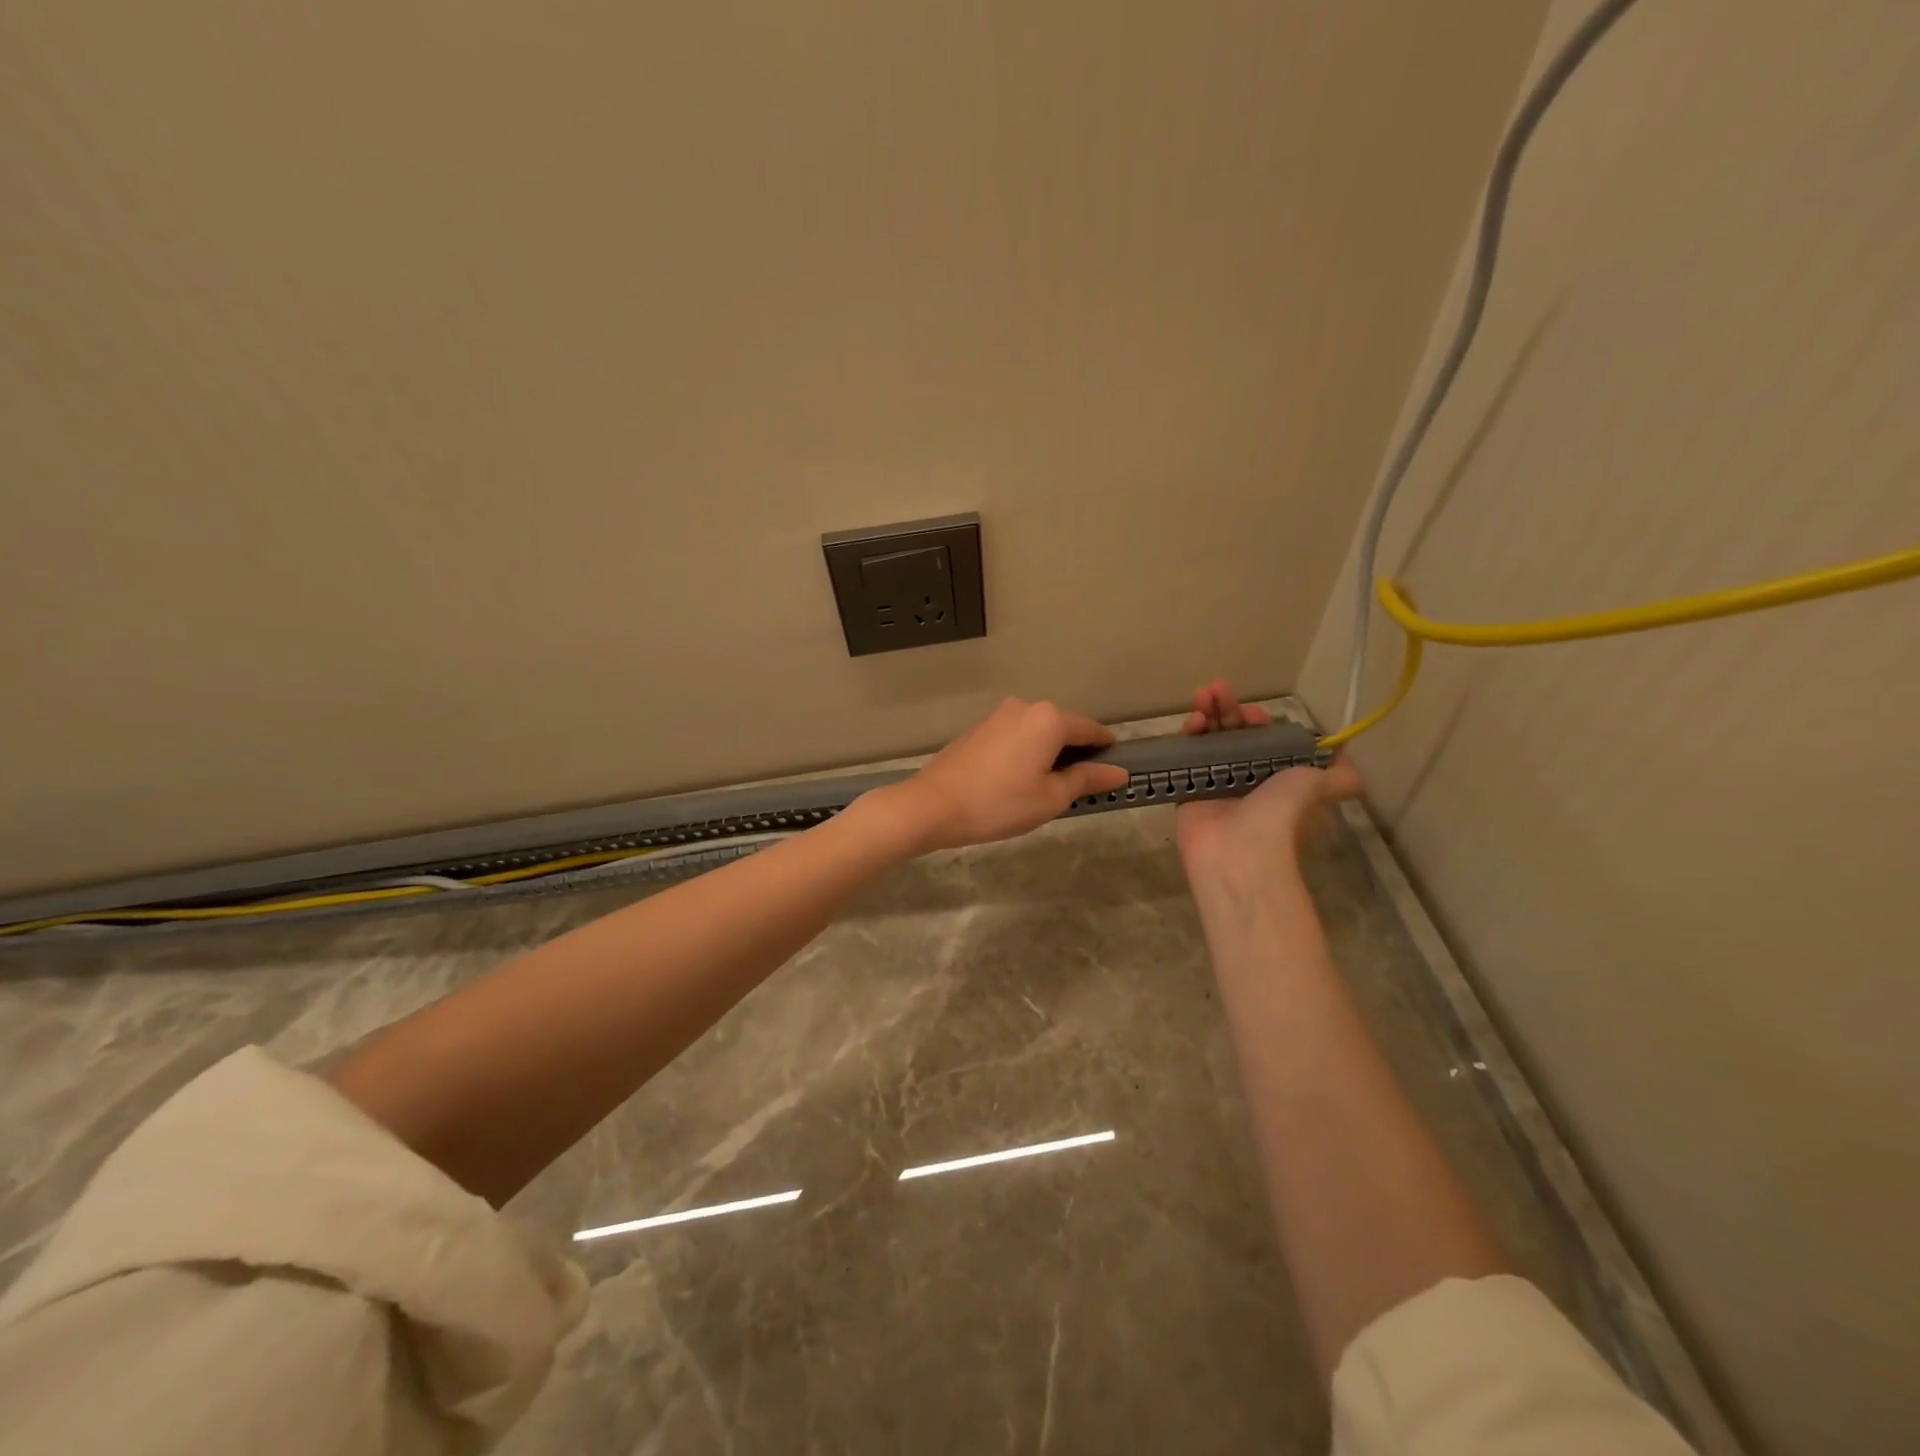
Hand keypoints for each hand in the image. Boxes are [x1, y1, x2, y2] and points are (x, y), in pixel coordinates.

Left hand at [881, 697, 1130, 852]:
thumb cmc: (999, 803)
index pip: (1092, 730)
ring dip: (1050, 753)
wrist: (933, 805)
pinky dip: (1027, 752)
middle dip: (1077, 753)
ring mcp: (999, 715)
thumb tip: (1119, 771)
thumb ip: (1086, 779)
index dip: (1106, 752)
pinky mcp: (980, 728)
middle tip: (1079, 789)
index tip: (1113, 773)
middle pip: (1065, 727)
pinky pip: (1017, 735)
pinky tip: (1019, 780)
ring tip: (1047, 789)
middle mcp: (1026, 707)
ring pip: (1039, 731)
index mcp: (1049, 719)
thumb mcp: (1050, 798)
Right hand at [1174, 680, 1362, 883]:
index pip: (1266, 740)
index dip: (1259, 722)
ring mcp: (1217, 784)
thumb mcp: (1320, 787)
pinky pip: (1188, 756)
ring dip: (1208, 714)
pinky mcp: (1190, 790)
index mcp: (1278, 779)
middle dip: (1229, 710)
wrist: (1239, 853)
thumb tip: (1348, 760)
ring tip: (1202, 694)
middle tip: (1217, 688)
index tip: (1253, 714)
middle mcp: (1249, 780)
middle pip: (1235, 735)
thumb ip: (1338, 775)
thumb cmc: (1280, 815)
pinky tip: (1192, 722)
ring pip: (1211, 741)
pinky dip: (1190, 736)